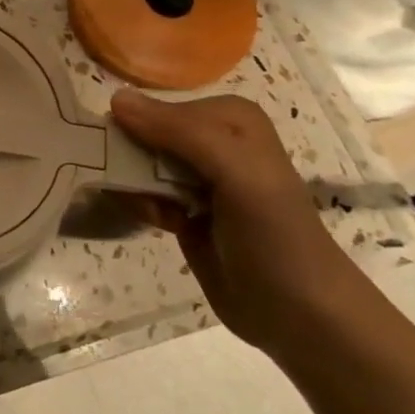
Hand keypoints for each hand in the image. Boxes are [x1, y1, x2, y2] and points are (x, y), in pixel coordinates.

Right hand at [108, 90, 373, 356]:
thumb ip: (179, 132)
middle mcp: (213, 139)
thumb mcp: (235, 173)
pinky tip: (159, 223)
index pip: (159, 106)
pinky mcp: (185, 208)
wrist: (299, 315)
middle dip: (132, 159)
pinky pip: (141, 190)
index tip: (128, 156)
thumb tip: (115, 98)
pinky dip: (140, 204)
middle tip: (140, 187)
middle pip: (145, 132)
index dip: (137, 128)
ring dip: (134, 185)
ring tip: (155, 211)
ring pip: (138, 162)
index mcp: (231, 118)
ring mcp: (198, 176)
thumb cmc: (274, 236)